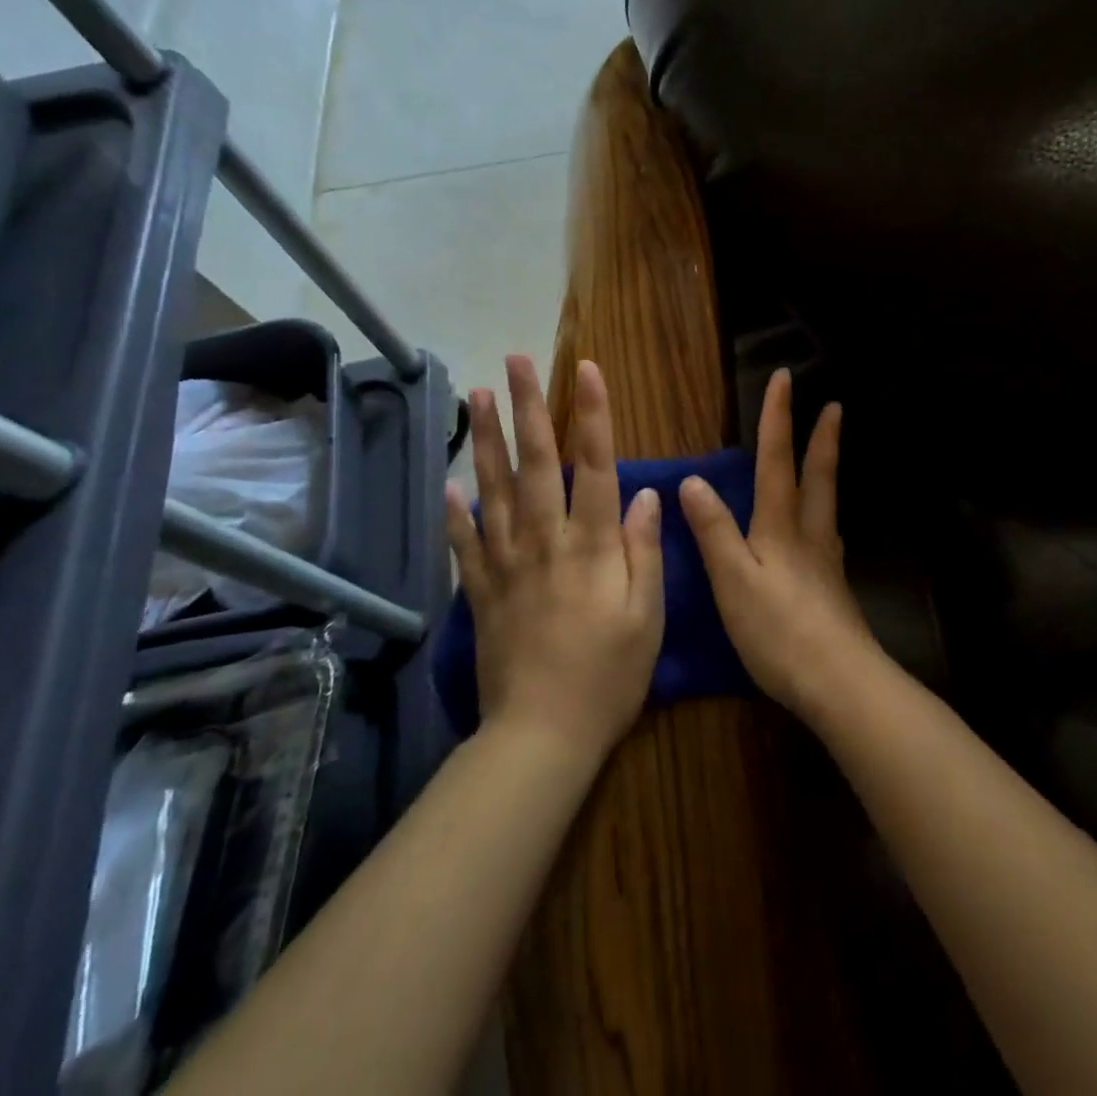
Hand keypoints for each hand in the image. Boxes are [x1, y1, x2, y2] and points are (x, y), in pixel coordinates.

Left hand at [445, 355, 663, 762]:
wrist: (542, 735)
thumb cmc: (609, 676)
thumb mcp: (648, 617)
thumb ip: (644, 551)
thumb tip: (645, 494)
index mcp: (592, 547)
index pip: (595, 466)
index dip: (593, 415)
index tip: (587, 369)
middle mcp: (545, 542)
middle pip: (536, 463)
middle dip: (528, 408)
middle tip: (516, 361)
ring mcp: (506, 564)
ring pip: (494, 490)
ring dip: (487, 440)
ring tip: (478, 396)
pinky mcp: (481, 591)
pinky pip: (464, 543)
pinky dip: (454, 512)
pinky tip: (448, 483)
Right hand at [678, 368, 879, 719]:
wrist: (837, 683)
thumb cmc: (778, 630)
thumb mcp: (733, 580)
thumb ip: (714, 530)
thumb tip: (693, 480)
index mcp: (781, 526)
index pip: (777, 460)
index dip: (778, 418)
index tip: (784, 378)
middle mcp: (809, 534)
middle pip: (818, 475)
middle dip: (823, 438)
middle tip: (834, 406)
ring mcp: (826, 561)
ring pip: (827, 503)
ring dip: (828, 469)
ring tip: (829, 453)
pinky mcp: (832, 588)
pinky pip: (826, 533)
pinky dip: (824, 512)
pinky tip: (820, 529)